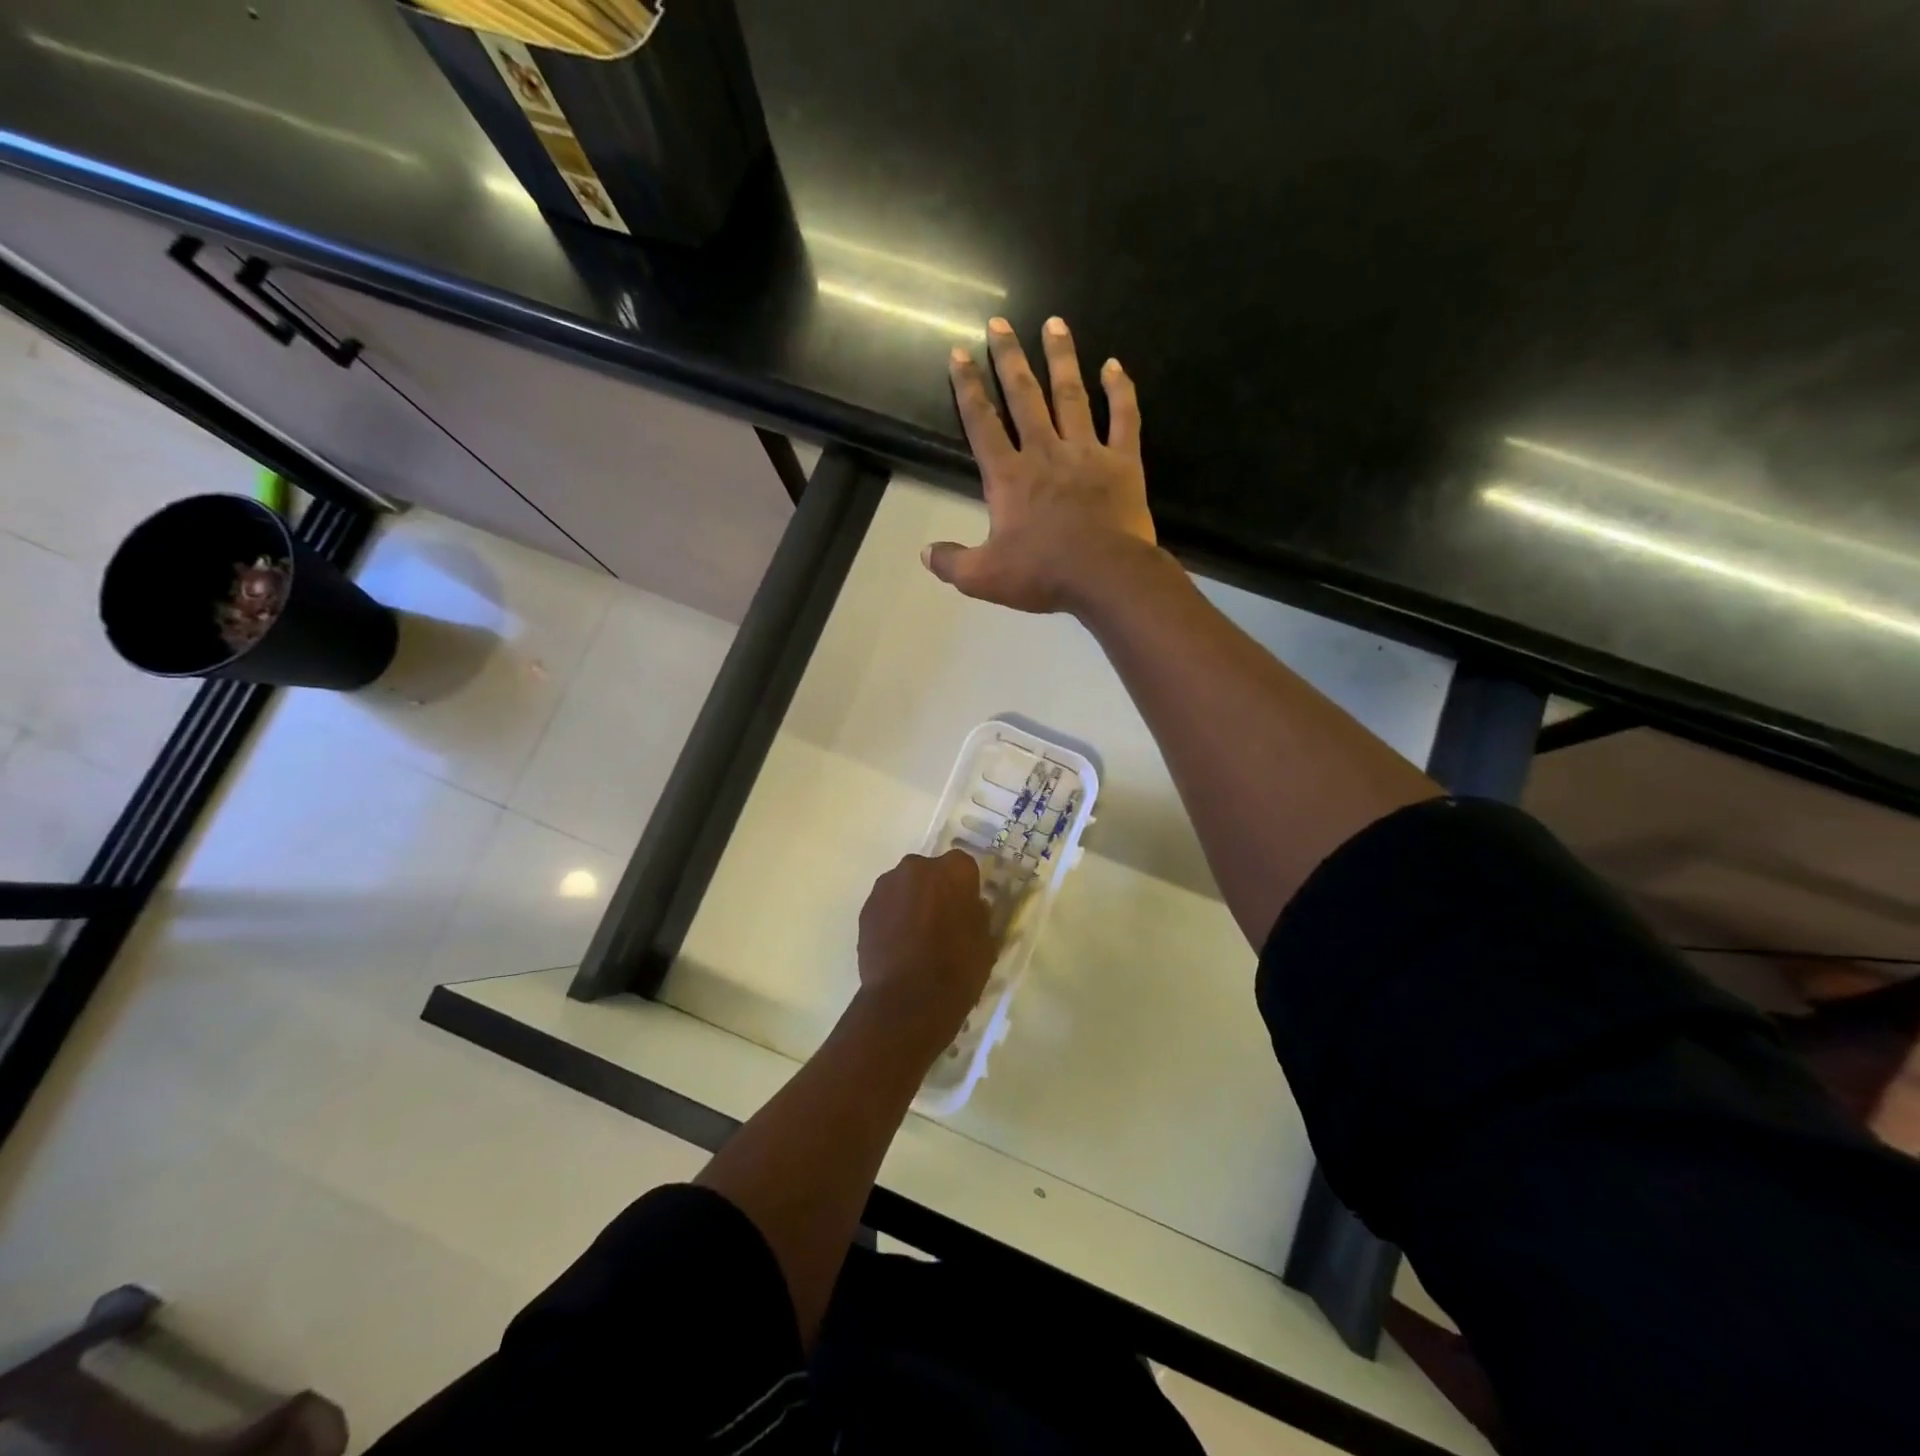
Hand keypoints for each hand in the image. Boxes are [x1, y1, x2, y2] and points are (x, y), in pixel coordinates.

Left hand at [856, 849, 995, 1051]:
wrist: (907, 1001)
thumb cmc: (957, 969)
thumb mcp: (986, 941)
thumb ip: (977, 913)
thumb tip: (969, 905)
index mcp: (954, 870)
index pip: (964, 867)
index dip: (965, 888)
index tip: (966, 909)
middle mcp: (917, 867)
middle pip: (930, 872)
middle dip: (935, 889)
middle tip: (941, 921)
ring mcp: (887, 885)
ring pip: (905, 886)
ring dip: (911, 901)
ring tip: (916, 936)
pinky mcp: (866, 907)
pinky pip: (886, 905)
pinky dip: (892, 917)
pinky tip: (898, 945)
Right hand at [927, 316, 1161, 614]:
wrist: (1106, 577)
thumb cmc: (1043, 574)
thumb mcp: (984, 577)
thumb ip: (952, 562)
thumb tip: (926, 554)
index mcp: (1010, 477)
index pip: (982, 424)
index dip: (967, 388)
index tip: (958, 354)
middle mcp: (1045, 452)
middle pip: (1024, 396)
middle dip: (1009, 358)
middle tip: (1000, 322)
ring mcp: (1087, 453)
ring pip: (1071, 395)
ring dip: (1061, 358)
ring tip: (1054, 324)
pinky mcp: (1123, 462)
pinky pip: (1124, 418)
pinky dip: (1120, 390)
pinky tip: (1114, 365)